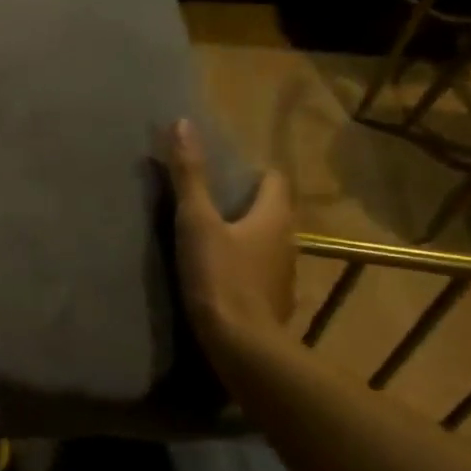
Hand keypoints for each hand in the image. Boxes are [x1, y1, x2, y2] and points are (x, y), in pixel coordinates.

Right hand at [162, 118, 295, 339]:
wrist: (242, 345)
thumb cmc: (220, 277)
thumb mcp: (196, 223)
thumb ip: (189, 177)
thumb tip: (182, 124)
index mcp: (274, 217)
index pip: (275, 180)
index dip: (254, 173)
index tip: (226, 176)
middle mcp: (288, 242)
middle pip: (272, 212)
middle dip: (246, 205)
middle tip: (211, 205)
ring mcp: (283, 276)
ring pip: (267, 245)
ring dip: (246, 239)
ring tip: (212, 240)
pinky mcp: (274, 303)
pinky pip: (261, 274)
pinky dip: (245, 269)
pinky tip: (221, 278)